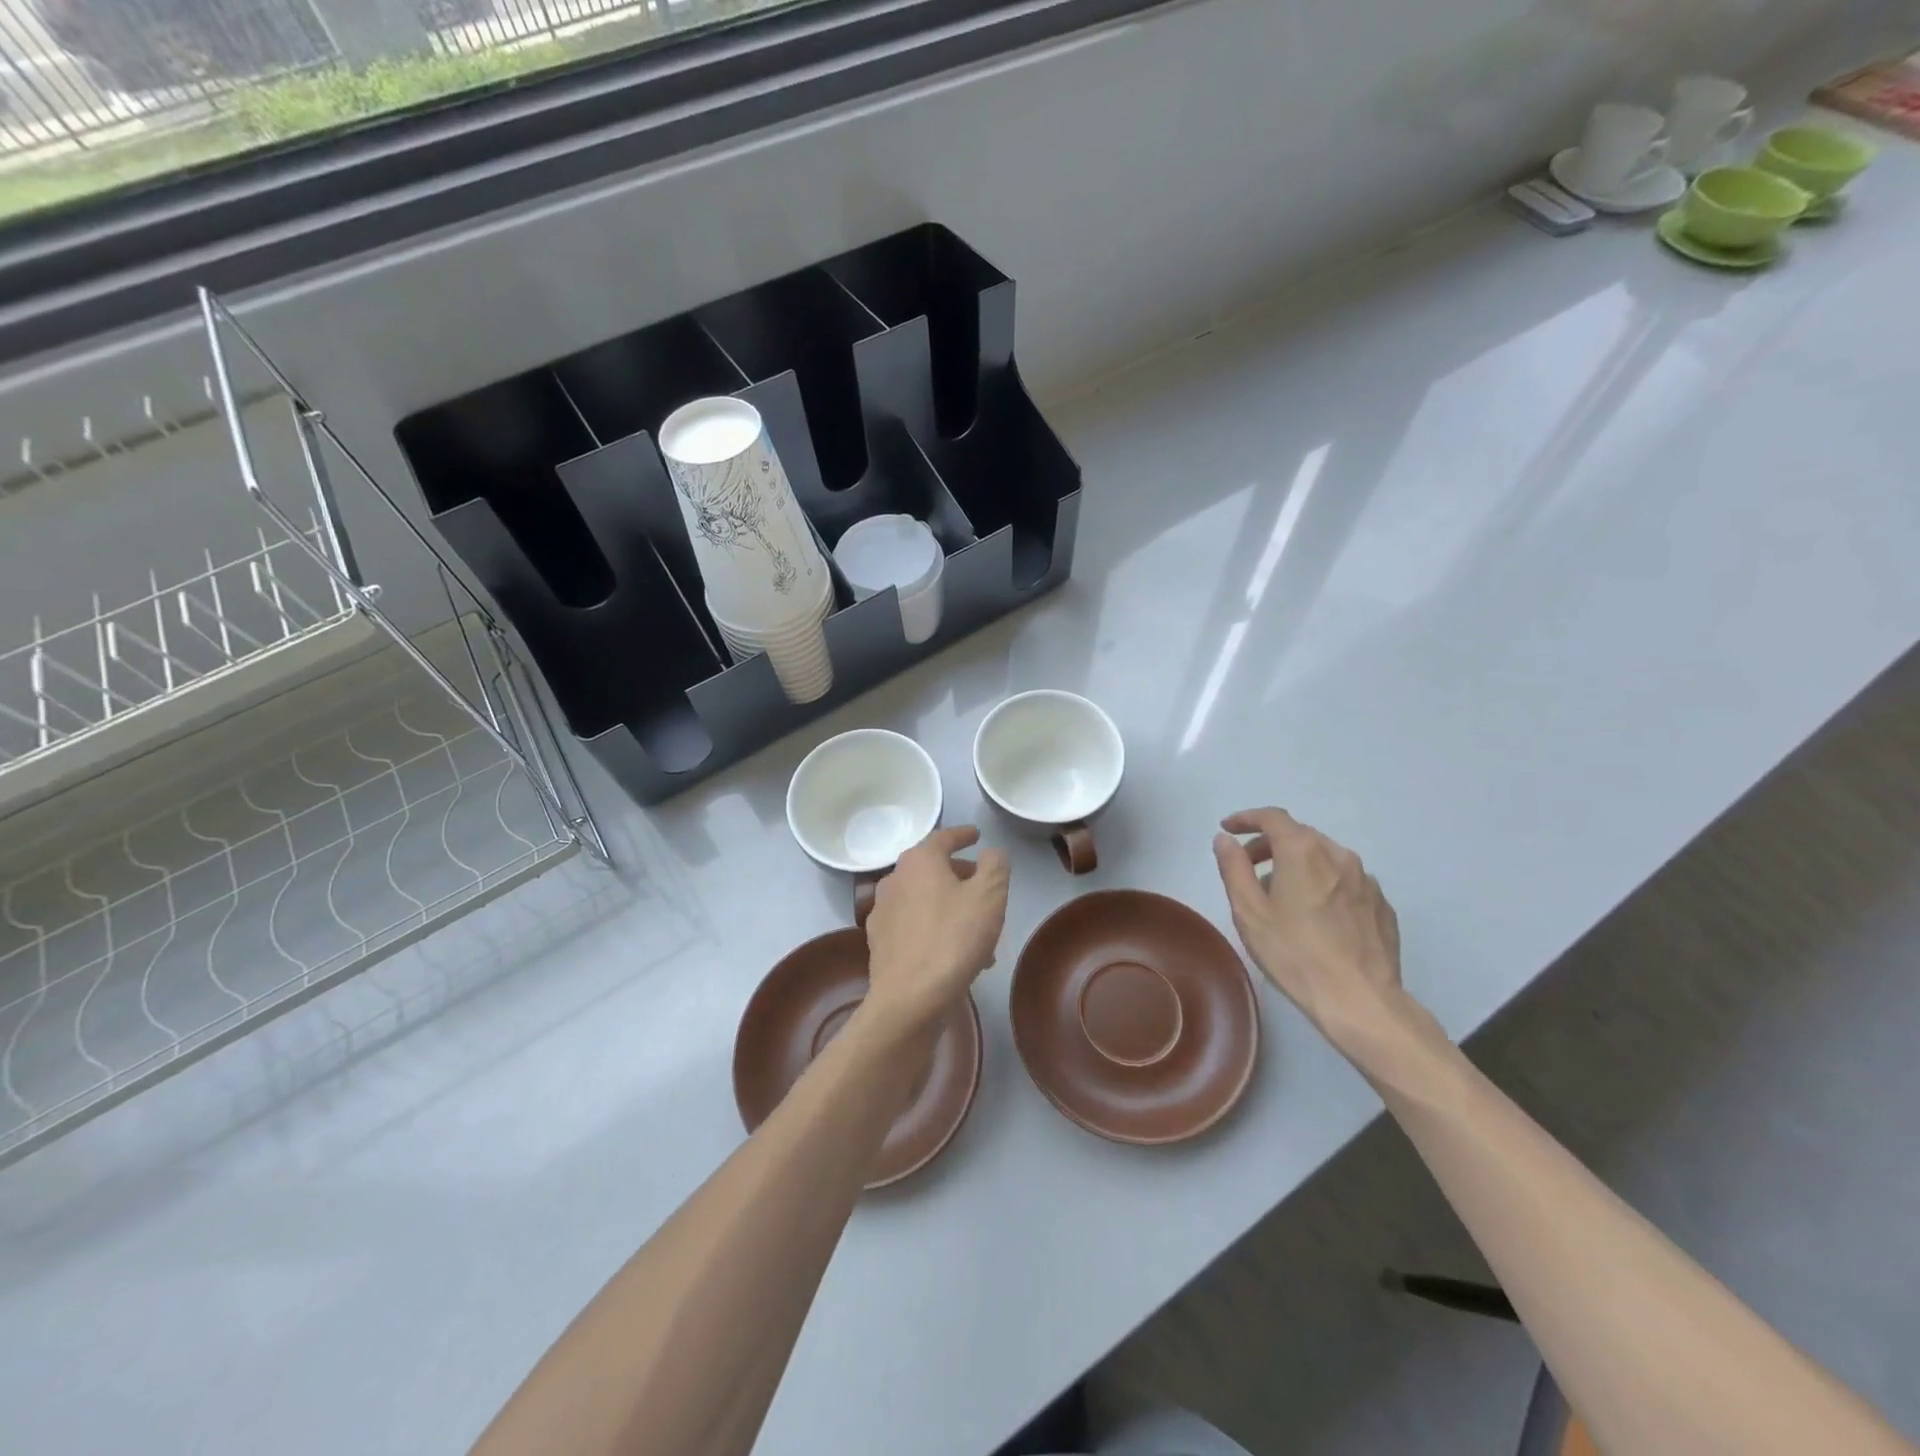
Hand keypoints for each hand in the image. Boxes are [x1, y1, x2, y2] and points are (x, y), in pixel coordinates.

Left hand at [862, 827, 1009, 1035]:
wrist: (911, 997)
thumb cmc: (954, 938)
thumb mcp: (989, 896)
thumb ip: (995, 865)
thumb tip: (991, 853)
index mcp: (919, 861)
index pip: (943, 837)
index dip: (963, 835)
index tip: (977, 836)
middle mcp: (895, 879)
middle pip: (932, 869)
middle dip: (960, 875)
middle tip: (983, 887)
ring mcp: (883, 911)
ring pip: (924, 900)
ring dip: (950, 906)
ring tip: (978, 930)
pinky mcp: (880, 942)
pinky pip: (914, 925)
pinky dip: (935, 928)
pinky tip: (955, 953)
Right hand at [1213, 807, 1412, 1058]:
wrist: (1360, 1000)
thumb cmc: (1294, 954)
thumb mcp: (1249, 911)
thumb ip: (1233, 868)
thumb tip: (1225, 839)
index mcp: (1303, 851)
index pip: (1272, 817)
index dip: (1246, 818)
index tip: (1228, 828)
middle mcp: (1338, 855)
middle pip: (1299, 835)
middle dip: (1269, 844)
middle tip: (1248, 868)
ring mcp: (1365, 879)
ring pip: (1324, 858)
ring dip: (1297, 864)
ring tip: (1281, 897)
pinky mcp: (1381, 904)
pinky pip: (1345, 881)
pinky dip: (1323, 884)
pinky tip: (1315, 916)